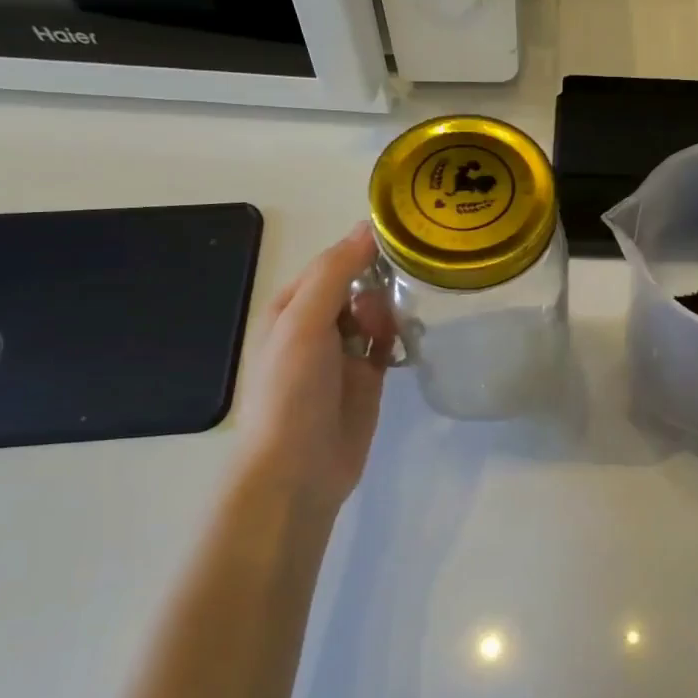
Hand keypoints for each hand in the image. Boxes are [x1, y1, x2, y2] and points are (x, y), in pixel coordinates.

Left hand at [232, 222, 394, 516]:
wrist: (298, 468)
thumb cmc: (291, 390)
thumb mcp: (304, 322)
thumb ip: (335, 273)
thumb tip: (367, 228)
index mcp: (291, 306)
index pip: (332, 262)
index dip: (362, 250)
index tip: (402, 240)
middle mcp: (317, 325)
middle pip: (358, 285)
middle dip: (378, 286)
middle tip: (385, 306)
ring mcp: (344, 353)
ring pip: (376, 313)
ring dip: (388, 313)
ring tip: (389, 333)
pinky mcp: (368, 378)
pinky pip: (387, 344)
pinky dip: (397, 339)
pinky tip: (405, 342)